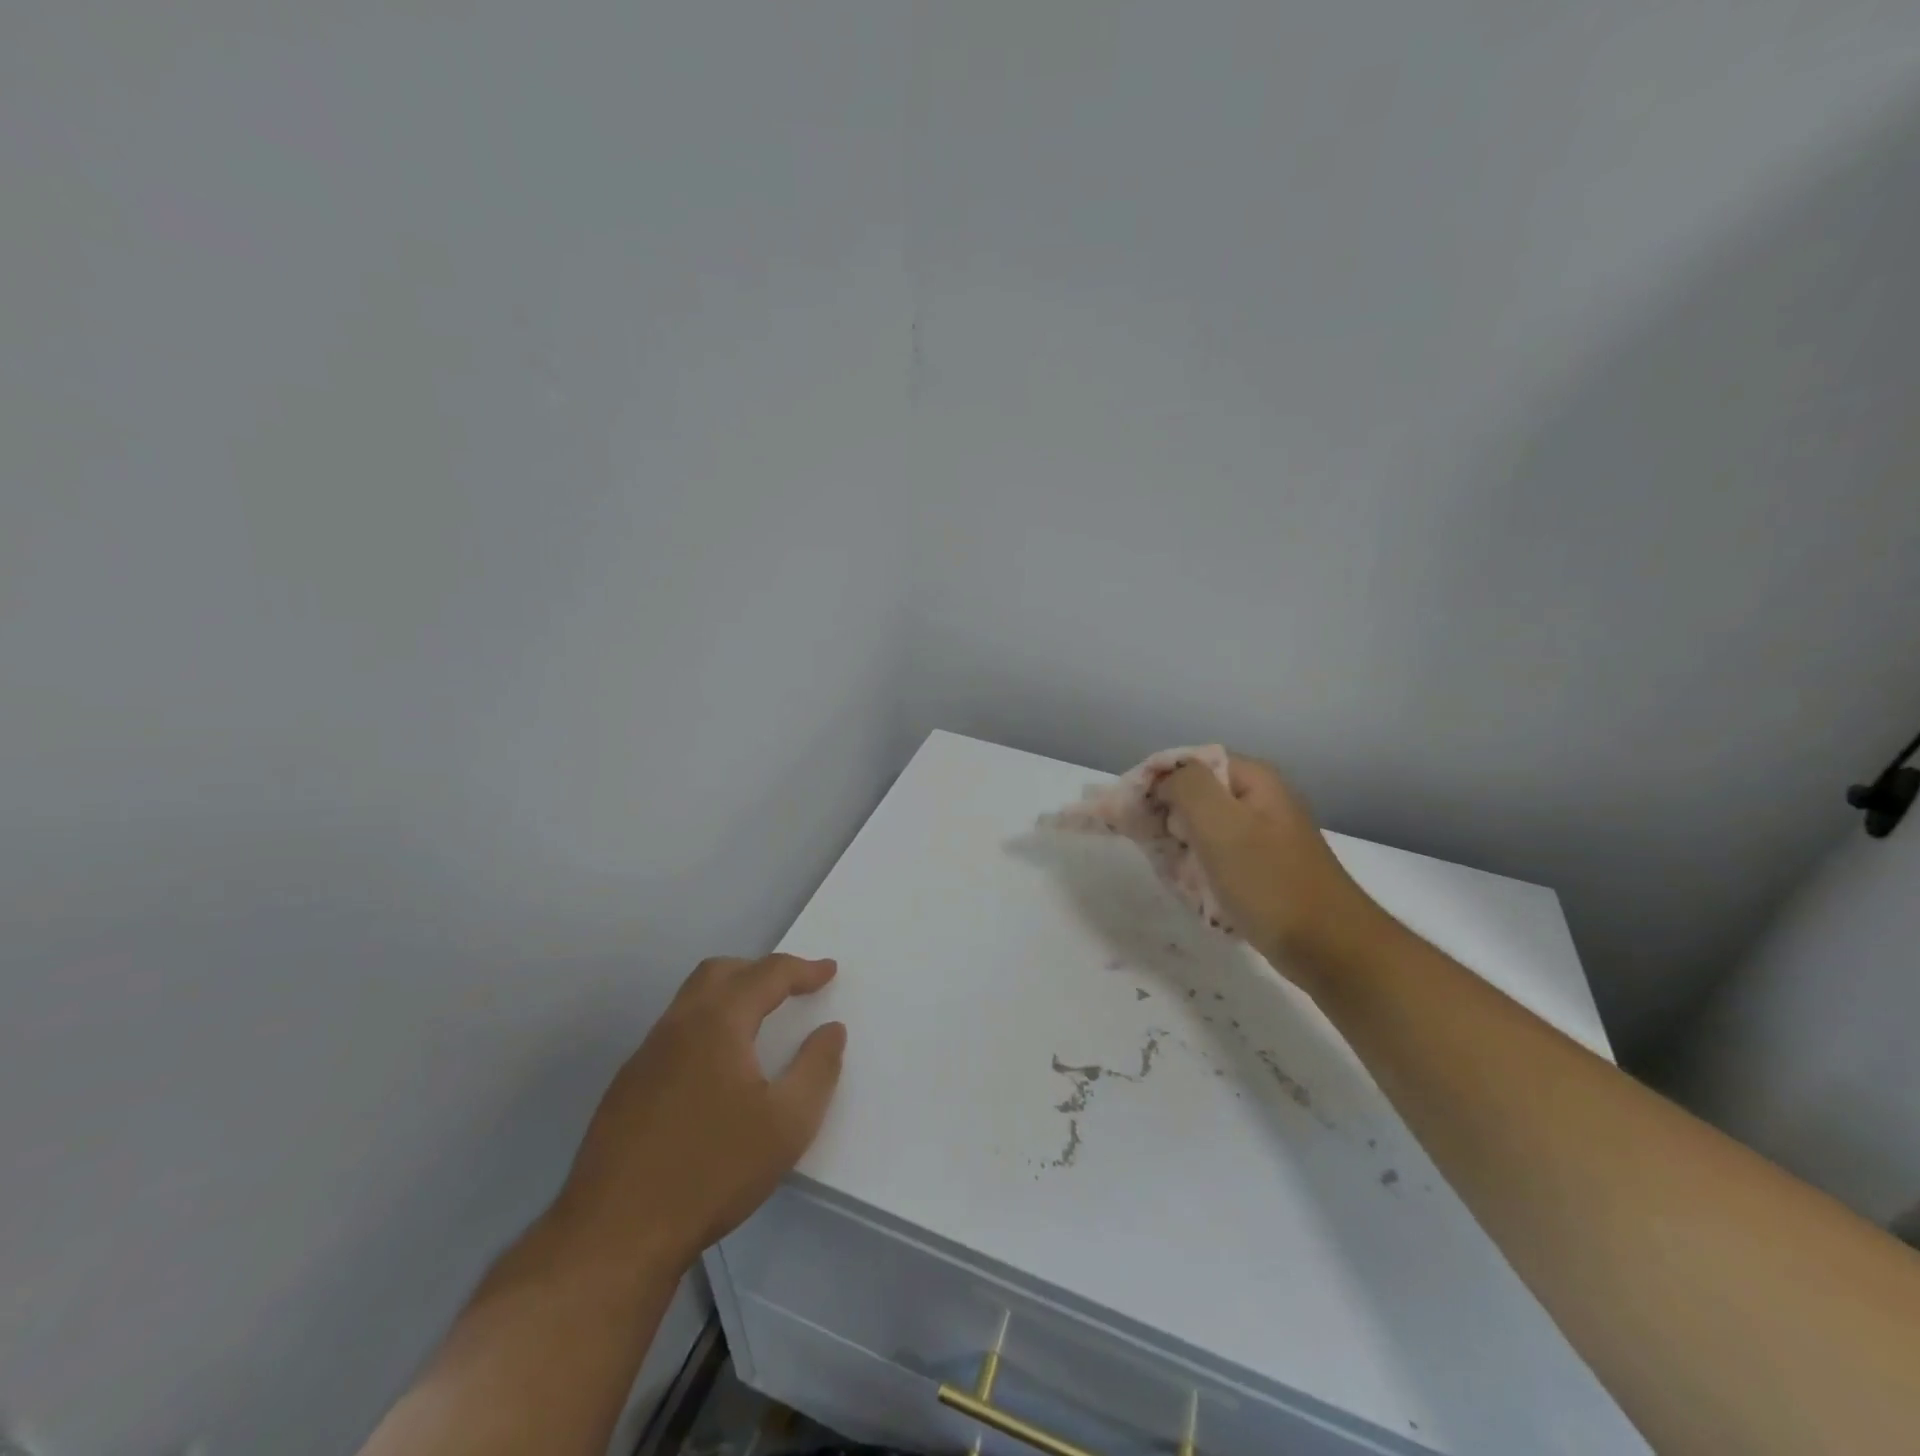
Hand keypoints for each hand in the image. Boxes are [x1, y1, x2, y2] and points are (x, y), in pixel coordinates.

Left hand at [550, 954, 846, 1276]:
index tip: (829, 970)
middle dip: (760, 971)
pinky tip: (717, 1071)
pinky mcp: (626, 1088)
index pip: (766, 975)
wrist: (614, 1236)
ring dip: (730, 997)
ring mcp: (644, 1056)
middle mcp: (676, 1026)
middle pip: (720, 972)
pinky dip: (707, 1028)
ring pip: (691, 1001)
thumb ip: (817, 1069)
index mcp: (716, 1023)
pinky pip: (674, 1034)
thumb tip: (830, 1030)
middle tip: (791, 988)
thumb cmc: (712, 1172)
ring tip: (759, 1024)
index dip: (802, 969)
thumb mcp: (787, 1124)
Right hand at [1152, 755, 1381, 982]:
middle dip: (1168, 818)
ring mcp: (1264, 834)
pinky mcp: (1264, 867)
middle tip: (1157, 848)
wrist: (1330, 948)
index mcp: (1254, 779)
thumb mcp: (1221, 825)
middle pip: (1195, 794)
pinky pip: (1218, 856)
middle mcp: (1261, 799)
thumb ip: (1187, 787)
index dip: (1156, 782)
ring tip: (1176, 873)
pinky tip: (1196, 890)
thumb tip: (1165, 781)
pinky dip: (1200, 869)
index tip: (1132, 813)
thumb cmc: (1270, 883)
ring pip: (1203, 828)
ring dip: (1182, 848)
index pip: (1189, 763)